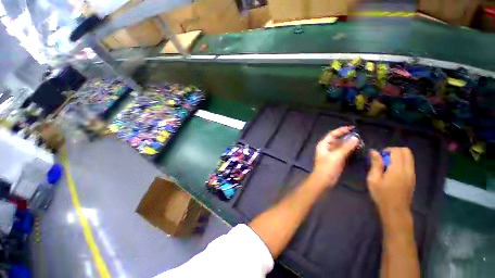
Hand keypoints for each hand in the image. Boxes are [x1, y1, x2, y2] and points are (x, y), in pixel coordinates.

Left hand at [312, 126, 358, 186]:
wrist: (323, 180)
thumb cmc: (328, 167)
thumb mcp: (337, 156)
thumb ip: (346, 147)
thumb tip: (355, 138)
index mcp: (324, 144)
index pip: (333, 134)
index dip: (342, 130)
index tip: (353, 128)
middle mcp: (326, 147)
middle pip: (336, 139)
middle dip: (346, 137)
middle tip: (358, 136)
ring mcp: (330, 154)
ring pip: (340, 146)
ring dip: (348, 144)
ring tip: (359, 142)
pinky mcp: (335, 159)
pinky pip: (342, 152)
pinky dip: (348, 150)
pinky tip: (356, 150)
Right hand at [367, 148, 415, 219]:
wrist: (396, 211)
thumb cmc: (382, 195)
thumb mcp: (373, 179)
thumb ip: (375, 164)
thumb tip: (374, 151)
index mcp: (398, 169)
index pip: (397, 151)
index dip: (387, 150)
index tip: (379, 157)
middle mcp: (408, 169)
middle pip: (406, 151)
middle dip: (394, 151)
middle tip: (383, 159)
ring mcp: (412, 174)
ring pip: (409, 157)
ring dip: (398, 157)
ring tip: (387, 166)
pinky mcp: (412, 179)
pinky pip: (409, 164)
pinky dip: (401, 163)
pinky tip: (392, 172)